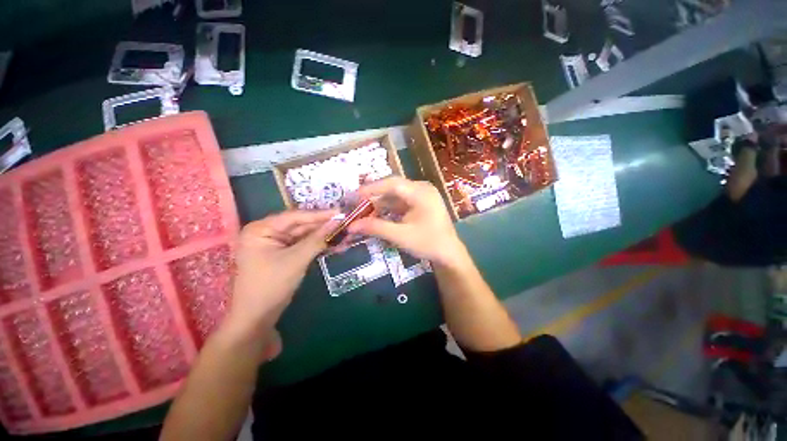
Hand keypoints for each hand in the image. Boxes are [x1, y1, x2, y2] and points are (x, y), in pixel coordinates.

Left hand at [226, 210, 336, 340]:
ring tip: (344, 233)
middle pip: (301, 225)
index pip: (295, 216)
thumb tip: (337, 222)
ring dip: (323, 236)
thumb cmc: (271, 285)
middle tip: (346, 223)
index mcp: (261, 229)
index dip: (319, 215)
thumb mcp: (296, 259)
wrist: (257, 317)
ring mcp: (276, 243)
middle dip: (323, 226)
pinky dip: (318, 245)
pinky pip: (304, 245)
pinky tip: (335, 244)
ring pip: (304, 235)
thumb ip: (317, 239)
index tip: (340, 212)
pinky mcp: (284, 253)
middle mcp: (267, 232)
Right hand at [347, 177, 467, 267]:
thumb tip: (351, 226)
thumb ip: (376, 228)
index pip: (392, 184)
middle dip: (374, 195)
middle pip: (393, 187)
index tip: (354, 195)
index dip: (371, 188)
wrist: (449, 254)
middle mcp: (422, 189)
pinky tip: (377, 214)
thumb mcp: (400, 236)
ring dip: (380, 203)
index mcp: (421, 193)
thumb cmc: (428, 244)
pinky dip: (389, 208)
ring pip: (396, 195)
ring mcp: (422, 196)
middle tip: (355, 202)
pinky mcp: (421, 203)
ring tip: (363, 210)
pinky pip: (401, 202)